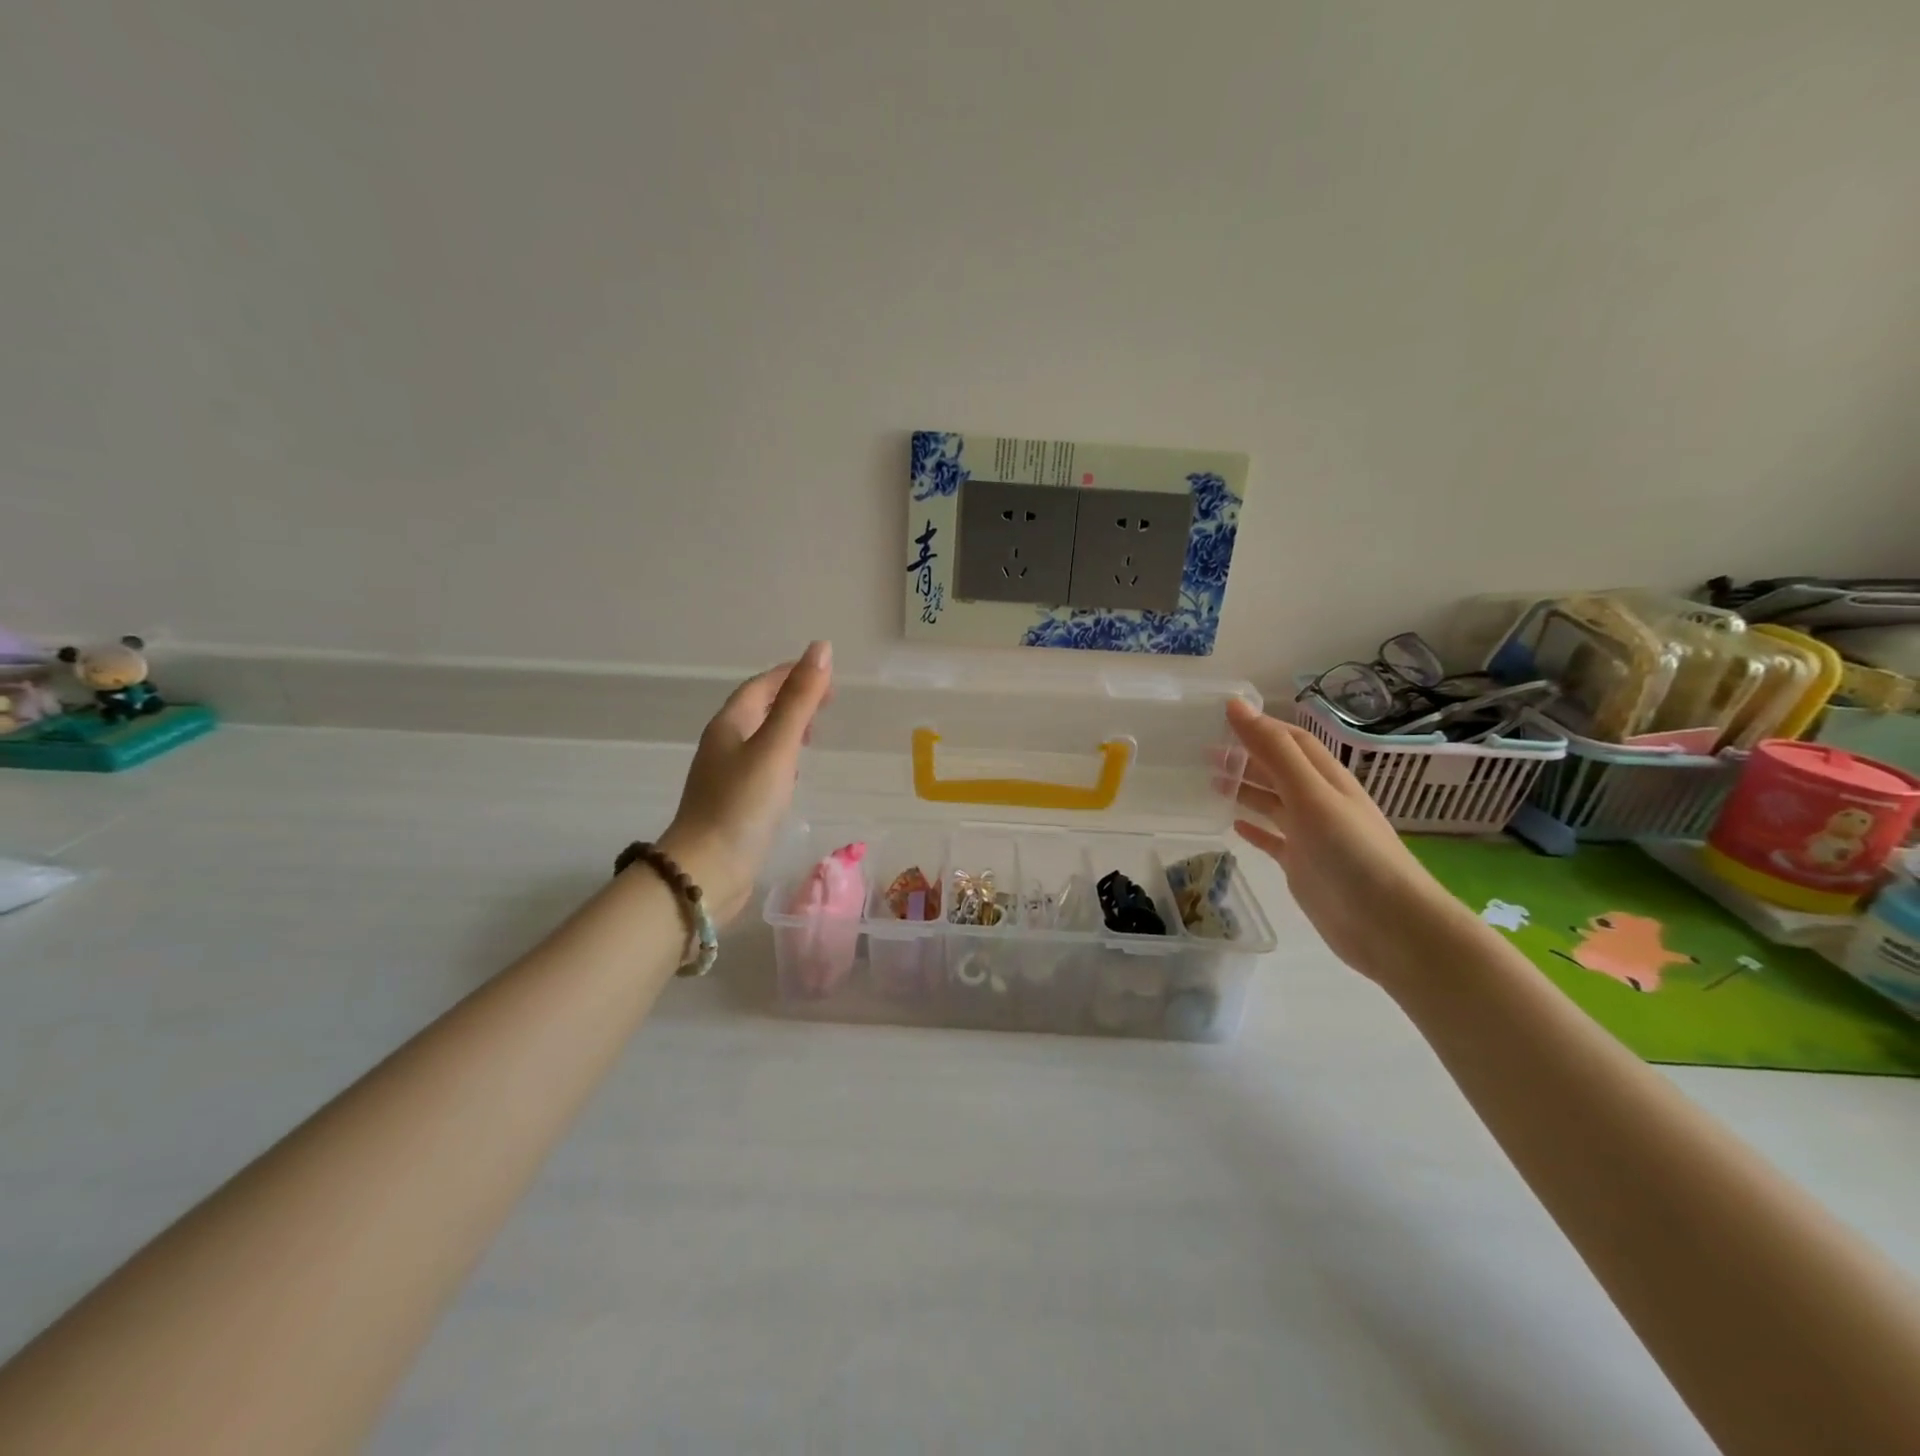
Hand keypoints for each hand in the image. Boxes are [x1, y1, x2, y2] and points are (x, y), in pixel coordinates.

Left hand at [658, 642, 833, 923]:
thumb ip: (800, 700)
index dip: (791, 674)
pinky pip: (759, 767)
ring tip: (814, 733)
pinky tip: (793, 774)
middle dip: (790, 699)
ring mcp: (724, 776)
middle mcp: (722, 745)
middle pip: (757, 709)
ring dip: (786, 728)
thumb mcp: (777, 746)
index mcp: (729, 725)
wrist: (707, 870)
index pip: (761, 686)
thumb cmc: (743, 803)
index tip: (825, 673)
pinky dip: (781, 758)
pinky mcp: (732, 803)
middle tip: (827, 701)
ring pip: (758, 739)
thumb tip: (822, 648)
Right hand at [1225, 698, 1466, 982]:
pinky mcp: (1302, 866)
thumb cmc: (1351, 852)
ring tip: (1210, 781)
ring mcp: (1310, 836)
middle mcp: (1318, 802)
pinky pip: (1273, 840)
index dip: (1259, 726)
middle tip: (1203, 752)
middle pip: (1278, 770)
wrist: (1388, 925)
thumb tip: (1237, 705)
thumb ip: (1274, 751)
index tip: (1220, 718)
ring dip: (1245, 789)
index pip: (1290, 740)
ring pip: (1272, 803)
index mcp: (1326, 779)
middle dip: (1245, 757)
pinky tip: (1234, 825)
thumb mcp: (1310, 794)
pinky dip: (1254, 829)